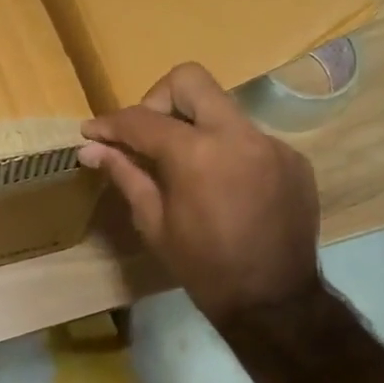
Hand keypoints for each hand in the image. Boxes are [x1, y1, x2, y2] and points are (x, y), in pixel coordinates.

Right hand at [78, 62, 319, 325]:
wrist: (274, 302)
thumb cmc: (203, 267)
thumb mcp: (154, 222)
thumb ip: (125, 174)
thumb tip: (91, 148)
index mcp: (197, 154)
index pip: (142, 119)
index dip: (110, 123)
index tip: (92, 132)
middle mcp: (238, 135)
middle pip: (189, 80)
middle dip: (158, 99)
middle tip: (146, 134)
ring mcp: (271, 144)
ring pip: (221, 108)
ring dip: (194, 126)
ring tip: (183, 166)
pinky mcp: (292, 158)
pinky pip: (248, 136)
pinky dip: (225, 149)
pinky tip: (220, 185)